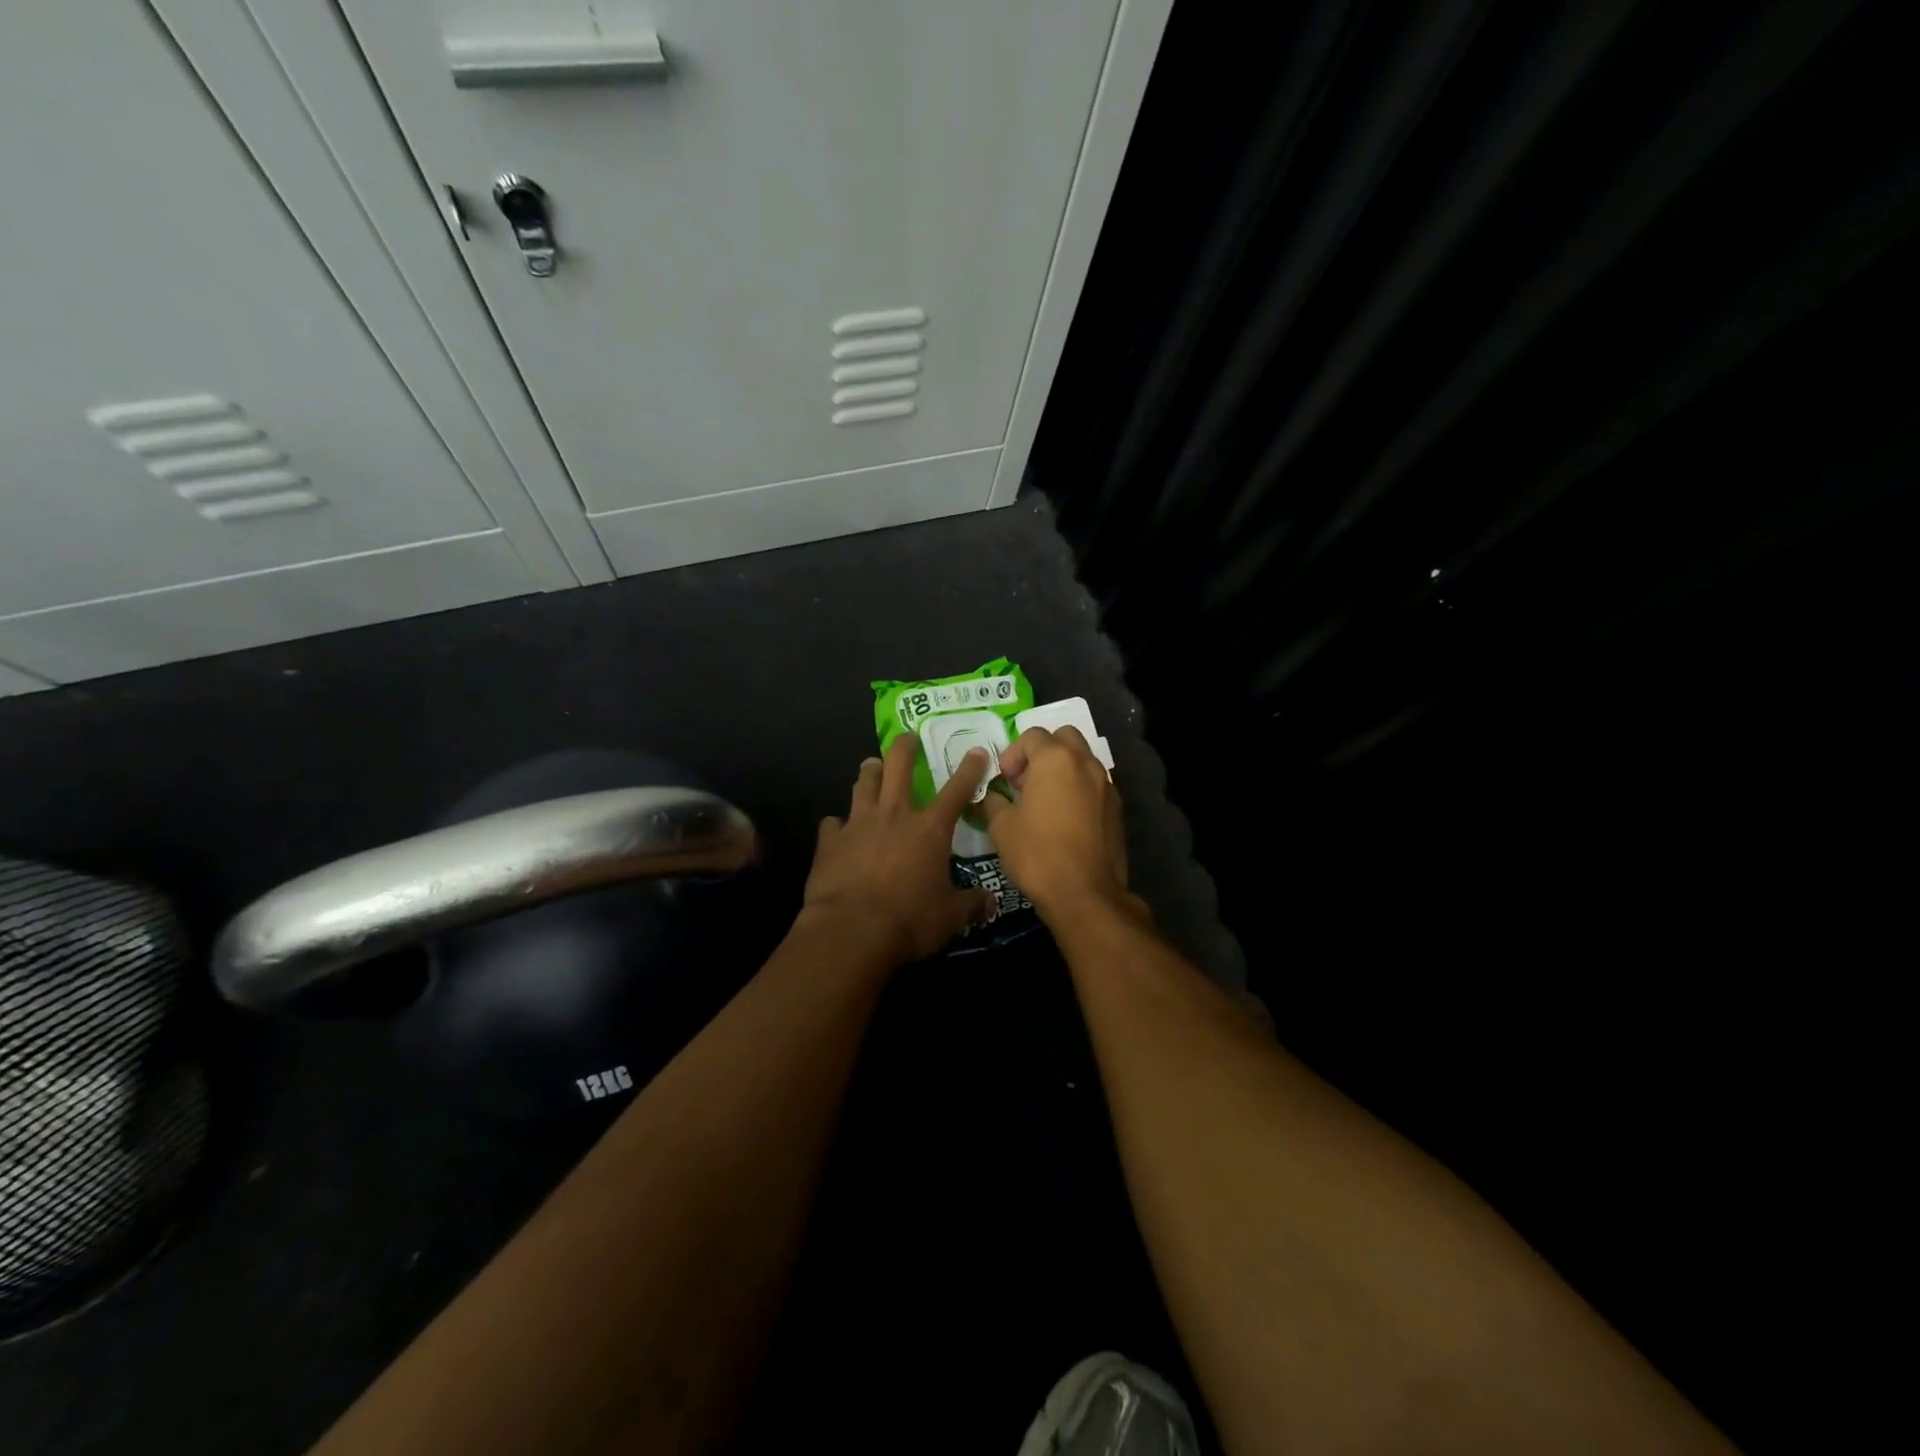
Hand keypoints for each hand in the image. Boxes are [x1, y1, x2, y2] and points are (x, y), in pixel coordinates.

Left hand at [801, 734, 994, 965]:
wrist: (852, 930)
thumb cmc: (909, 920)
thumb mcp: (950, 917)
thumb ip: (971, 904)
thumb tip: (991, 903)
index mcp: (929, 829)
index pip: (956, 791)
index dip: (969, 770)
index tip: (976, 751)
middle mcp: (894, 816)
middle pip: (898, 767)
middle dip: (905, 747)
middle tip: (908, 737)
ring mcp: (858, 824)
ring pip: (863, 785)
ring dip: (870, 773)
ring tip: (871, 766)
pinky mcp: (830, 841)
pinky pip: (832, 823)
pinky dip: (837, 824)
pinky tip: (836, 828)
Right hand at [979, 726, 1136, 921]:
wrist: (1085, 894)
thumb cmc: (1037, 854)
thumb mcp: (1002, 827)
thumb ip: (994, 801)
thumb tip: (991, 796)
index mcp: (1055, 760)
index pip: (1032, 735)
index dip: (1013, 754)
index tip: (1005, 781)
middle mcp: (1085, 763)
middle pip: (1064, 737)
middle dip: (1043, 752)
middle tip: (1027, 781)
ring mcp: (1106, 784)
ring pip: (1083, 760)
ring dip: (1063, 769)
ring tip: (1045, 801)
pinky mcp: (1117, 808)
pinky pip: (1095, 784)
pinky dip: (1079, 789)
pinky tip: (1065, 819)